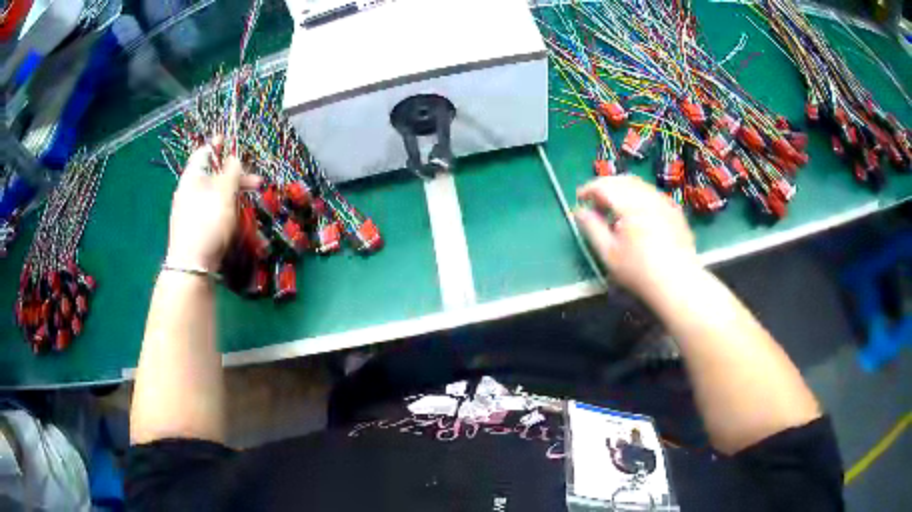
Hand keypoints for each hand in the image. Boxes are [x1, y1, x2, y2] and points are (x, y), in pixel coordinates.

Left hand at [166, 138, 261, 271]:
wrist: (191, 266)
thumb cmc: (208, 223)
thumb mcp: (224, 192)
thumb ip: (231, 171)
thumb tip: (234, 157)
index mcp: (192, 177)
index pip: (204, 152)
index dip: (218, 144)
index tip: (231, 140)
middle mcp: (189, 191)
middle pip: (214, 176)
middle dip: (236, 177)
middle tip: (257, 183)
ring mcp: (191, 212)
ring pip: (215, 196)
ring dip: (235, 197)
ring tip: (251, 207)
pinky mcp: (196, 229)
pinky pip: (213, 213)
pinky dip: (227, 212)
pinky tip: (238, 222)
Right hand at [575, 175, 701, 301]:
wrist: (678, 283)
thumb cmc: (639, 271)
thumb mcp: (608, 253)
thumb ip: (592, 228)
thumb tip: (580, 211)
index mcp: (629, 203)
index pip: (604, 185)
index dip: (588, 189)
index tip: (580, 199)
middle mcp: (648, 196)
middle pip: (622, 180)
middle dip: (605, 187)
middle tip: (596, 203)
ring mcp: (664, 201)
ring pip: (638, 185)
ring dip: (622, 190)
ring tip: (615, 209)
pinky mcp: (675, 211)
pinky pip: (652, 194)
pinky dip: (638, 197)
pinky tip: (637, 215)